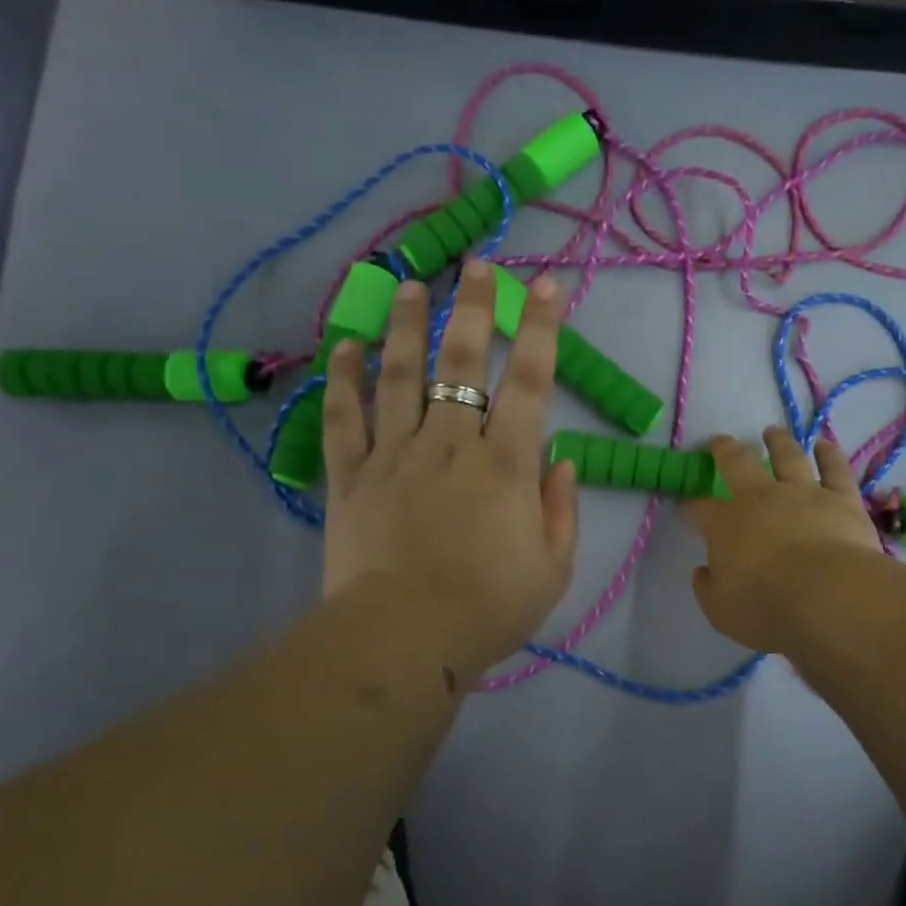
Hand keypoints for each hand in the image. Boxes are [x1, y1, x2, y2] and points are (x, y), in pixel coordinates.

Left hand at [322, 261, 578, 685]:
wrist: (404, 640)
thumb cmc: (488, 608)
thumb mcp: (553, 567)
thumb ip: (561, 508)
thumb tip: (562, 459)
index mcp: (505, 463)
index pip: (530, 380)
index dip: (540, 328)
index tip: (545, 285)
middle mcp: (451, 443)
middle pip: (462, 361)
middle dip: (475, 307)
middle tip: (478, 265)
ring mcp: (395, 454)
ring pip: (400, 375)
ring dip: (406, 326)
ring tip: (410, 286)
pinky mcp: (351, 476)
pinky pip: (343, 417)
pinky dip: (343, 379)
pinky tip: (346, 345)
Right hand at [683, 428, 881, 652]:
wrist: (828, 596)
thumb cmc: (766, 606)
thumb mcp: (721, 610)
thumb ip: (708, 588)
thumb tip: (702, 571)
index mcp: (726, 524)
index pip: (700, 510)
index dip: (690, 508)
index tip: (685, 509)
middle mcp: (761, 498)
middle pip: (738, 464)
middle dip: (725, 451)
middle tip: (719, 441)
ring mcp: (803, 493)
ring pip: (787, 457)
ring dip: (777, 442)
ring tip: (772, 432)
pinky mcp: (841, 498)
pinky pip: (835, 468)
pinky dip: (829, 454)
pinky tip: (824, 444)